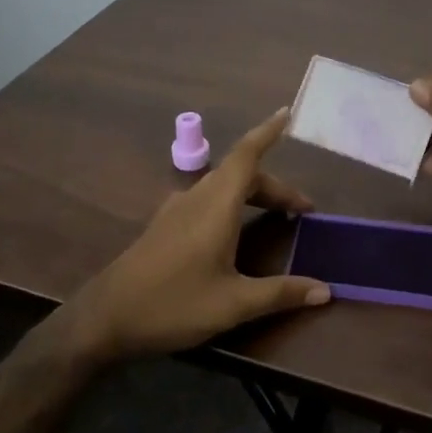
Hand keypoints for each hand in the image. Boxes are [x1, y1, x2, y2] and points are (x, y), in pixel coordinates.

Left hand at [67, 107, 331, 364]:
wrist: (105, 318)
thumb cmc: (173, 305)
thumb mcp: (233, 304)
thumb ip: (281, 293)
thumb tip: (326, 290)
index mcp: (216, 205)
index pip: (247, 155)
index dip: (267, 132)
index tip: (287, 113)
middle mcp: (196, 198)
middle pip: (241, 174)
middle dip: (274, 186)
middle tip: (302, 211)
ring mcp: (176, 210)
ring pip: (223, 187)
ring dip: (253, 194)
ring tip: (276, 217)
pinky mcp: (165, 226)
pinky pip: (207, 200)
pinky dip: (232, 204)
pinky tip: (235, 231)